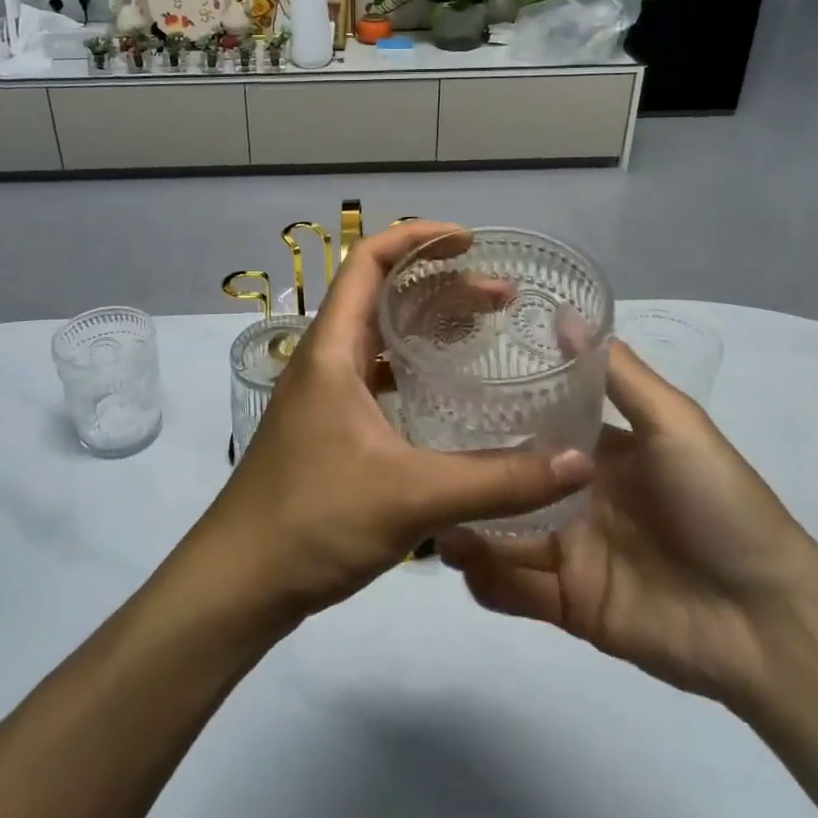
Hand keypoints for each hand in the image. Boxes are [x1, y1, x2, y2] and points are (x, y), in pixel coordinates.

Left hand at [194, 222, 593, 624]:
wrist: (240, 580)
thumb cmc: (314, 519)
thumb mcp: (412, 496)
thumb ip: (497, 480)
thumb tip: (577, 464)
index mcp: (332, 349)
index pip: (368, 260)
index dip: (417, 237)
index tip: (470, 242)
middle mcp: (324, 359)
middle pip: (381, 294)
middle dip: (440, 284)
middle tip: (501, 297)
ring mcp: (324, 393)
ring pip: (380, 336)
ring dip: (428, 325)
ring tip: (484, 332)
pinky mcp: (329, 426)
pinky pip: (377, 375)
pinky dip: (413, 367)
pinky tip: (447, 392)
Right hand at [438, 342, 817, 705]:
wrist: (768, 621)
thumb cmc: (720, 505)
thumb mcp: (673, 424)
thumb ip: (617, 374)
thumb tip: (564, 313)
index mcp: (597, 453)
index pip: (532, 425)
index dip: (491, 411)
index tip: (441, 393)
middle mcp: (575, 497)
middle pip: (508, 481)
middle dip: (467, 474)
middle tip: (422, 463)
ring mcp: (569, 552)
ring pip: (501, 533)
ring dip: (466, 527)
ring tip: (434, 518)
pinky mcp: (568, 604)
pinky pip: (514, 589)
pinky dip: (485, 579)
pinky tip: (464, 562)